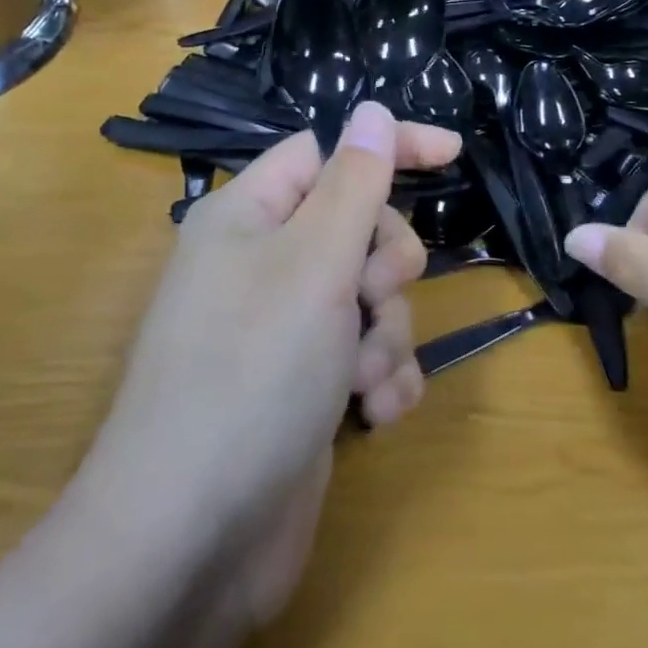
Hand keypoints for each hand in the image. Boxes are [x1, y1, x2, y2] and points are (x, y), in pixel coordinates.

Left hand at [86, 102, 460, 621]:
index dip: (387, 146)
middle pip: (357, 226)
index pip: (328, 152)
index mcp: (249, 215)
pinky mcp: (303, 386)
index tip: (454, 155)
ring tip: (364, 379)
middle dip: (385, 264)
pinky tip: (376, 415)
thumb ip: (352, 183)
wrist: (192, 539)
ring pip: (369, 297)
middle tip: (371, 299)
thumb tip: (369, 109)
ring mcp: (282, 329)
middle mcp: (262, 264)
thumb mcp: (314, 264)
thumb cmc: (252, 375)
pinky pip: (363, 354)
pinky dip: (380, 378)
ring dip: (386, 334)